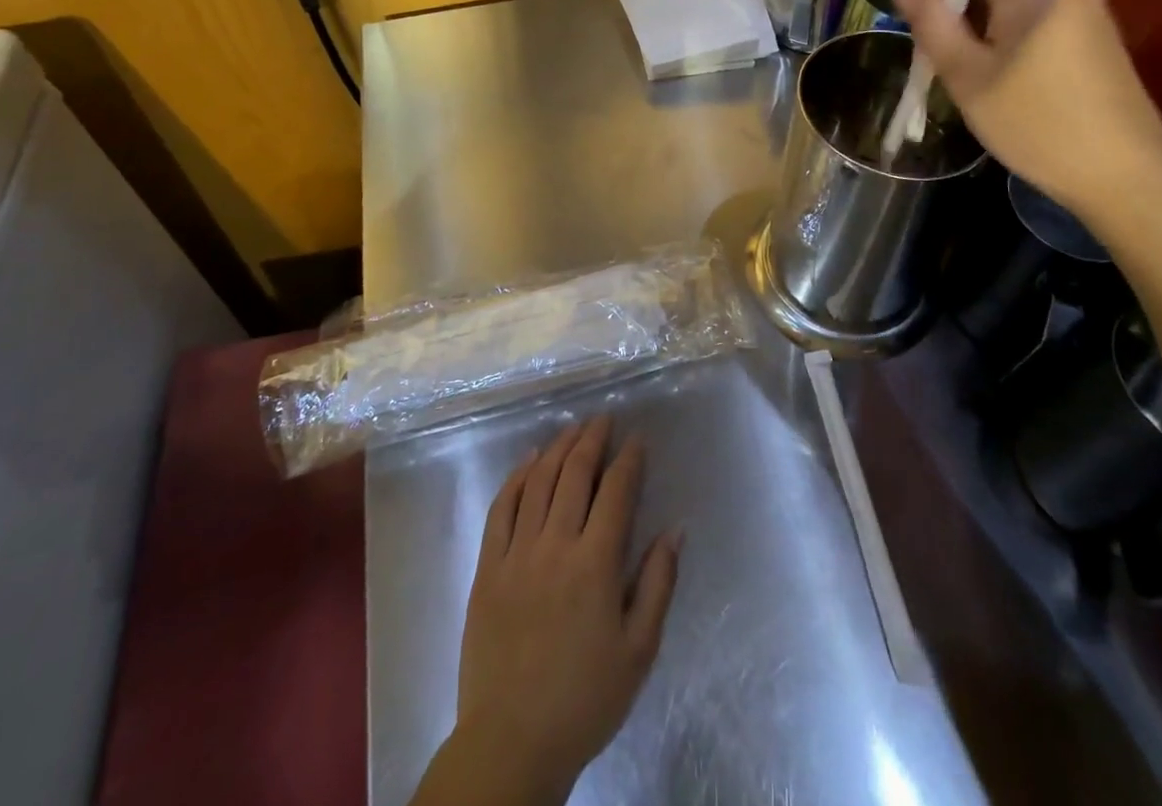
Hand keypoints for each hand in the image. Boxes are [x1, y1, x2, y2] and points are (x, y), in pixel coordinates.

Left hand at [411, 416, 680, 805]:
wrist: (512, 742)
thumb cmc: (585, 699)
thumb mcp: (639, 650)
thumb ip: (658, 583)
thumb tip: (675, 529)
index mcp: (595, 564)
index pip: (616, 491)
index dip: (629, 459)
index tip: (638, 439)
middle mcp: (555, 545)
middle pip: (575, 474)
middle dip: (593, 439)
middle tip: (604, 419)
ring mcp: (516, 553)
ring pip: (538, 482)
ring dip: (558, 448)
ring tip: (572, 429)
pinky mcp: (487, 568)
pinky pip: (501, 508)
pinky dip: (517, 477)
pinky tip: (529, 461)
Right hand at [893, 0, 1161, 220]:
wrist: (1124, 174)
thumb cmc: (1037, 126)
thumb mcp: (969, 79)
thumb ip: (934, 25)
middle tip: (927, 19)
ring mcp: (1086, 4)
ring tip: (952, 38)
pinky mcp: (1094, 28)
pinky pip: (1039, 0)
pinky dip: (1006, 11)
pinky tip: (990, 50)